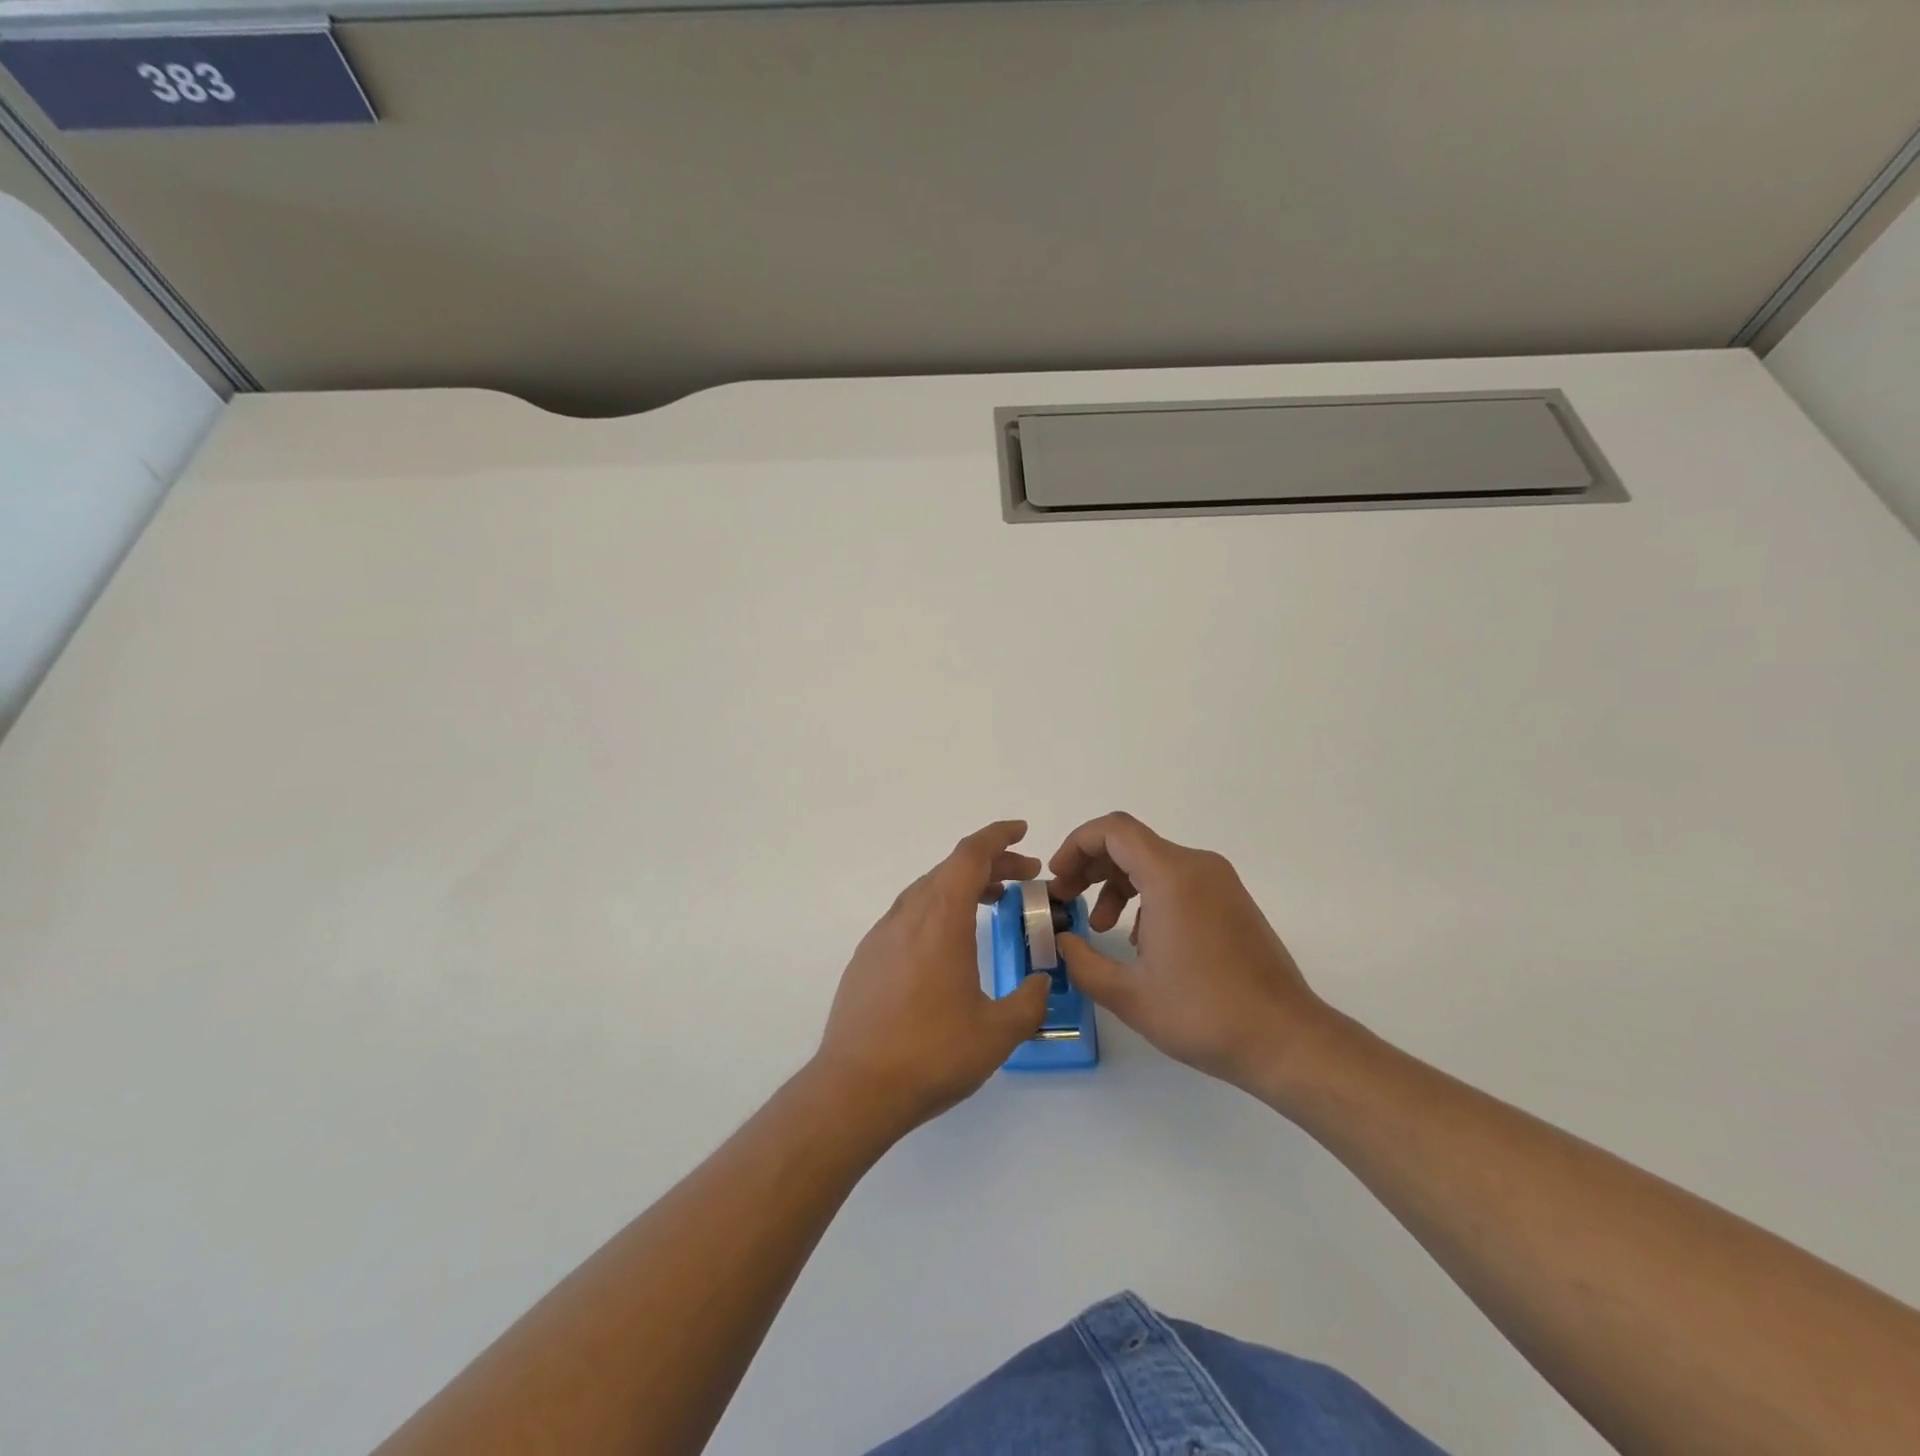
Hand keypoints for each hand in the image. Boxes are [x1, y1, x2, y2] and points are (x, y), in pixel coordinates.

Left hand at [813, 821, 1053, 1135]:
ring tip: (991, 903)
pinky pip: (908, 915)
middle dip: (991, 865)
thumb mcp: (997, 1033)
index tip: (1023, 832)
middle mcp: (908, 916)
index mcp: (941, 919)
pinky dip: (937, 909)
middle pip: (950, 869)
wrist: (855, 1088)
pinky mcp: (867, 958)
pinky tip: (948, 943)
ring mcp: (882, 935)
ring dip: (962, 886)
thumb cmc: (931, 1054)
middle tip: (1024, 879)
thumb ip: (1029, 1002)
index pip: (970, 855)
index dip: (998, 836)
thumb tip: (1041, 984)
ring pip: (927, 890)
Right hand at [1048, 812, 1338, 1096]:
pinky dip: (1148, 895)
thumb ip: (1082, 962)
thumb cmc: (1203, 1013)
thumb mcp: (1128, 995)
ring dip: (1118, 884)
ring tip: (1100, 927)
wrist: (1285, 1039)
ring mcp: (1220, 882)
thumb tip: (1062, 941)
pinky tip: (1141, 941)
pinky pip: (1178, 880)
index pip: (1113, 830)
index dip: (1076, 845)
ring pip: (1154, 862)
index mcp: (1171, 877)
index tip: (1058, 879)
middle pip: (1131, 843)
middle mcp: (1198, 867)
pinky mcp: (1232, 901)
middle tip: (1067, 900)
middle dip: (1091, 866)